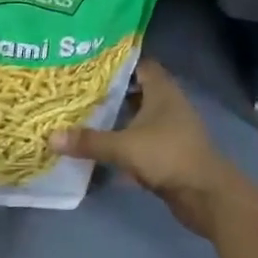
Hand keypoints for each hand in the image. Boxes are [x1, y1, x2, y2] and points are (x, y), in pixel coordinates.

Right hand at [51, 59, 247, 237]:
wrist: (206, 196)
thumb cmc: (168, 156)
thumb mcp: (124, 146)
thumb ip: (89, 141)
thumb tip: (51, 137)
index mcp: (161, 90)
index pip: (138, 63)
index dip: (116, 62)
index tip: (88, 63)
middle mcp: (167, 104)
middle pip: (135, 90)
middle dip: (109, 91)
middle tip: (78, 90)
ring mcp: (170, 129)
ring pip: (137, 116)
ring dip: (116, 118)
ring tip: (83, 116)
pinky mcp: (168, 152)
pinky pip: (141, 140)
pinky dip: (124, 141)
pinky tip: (101, 147)